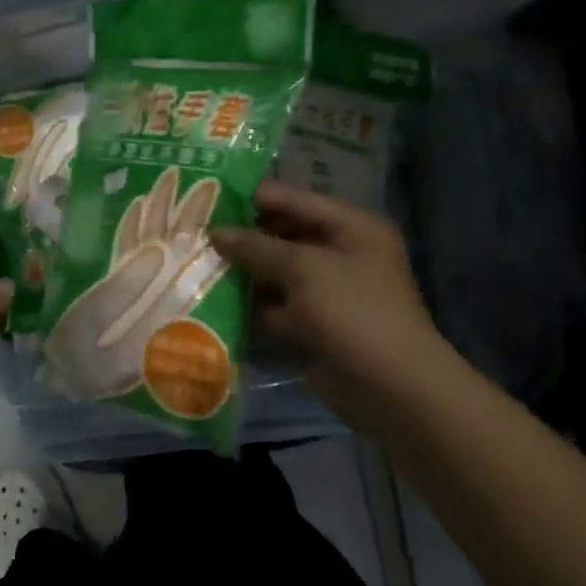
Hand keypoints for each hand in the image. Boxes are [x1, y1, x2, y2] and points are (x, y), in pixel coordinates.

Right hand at [211, 181, 461, 431]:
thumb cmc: (355, 313)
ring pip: (274, 271)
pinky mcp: (312, 322)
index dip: (252, 197)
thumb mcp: (305, 269)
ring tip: (193, 260)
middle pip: (282, 234)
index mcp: (351, 227)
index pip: (294, 199)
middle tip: (194, 231)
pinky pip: (274, 304)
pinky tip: (210, 297)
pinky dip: (249, 303)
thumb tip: (215, 232)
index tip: (206, 196)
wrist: (392, 388)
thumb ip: (258, 247)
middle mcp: (340, 252)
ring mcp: (326, 290)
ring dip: (241, 270)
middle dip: (242, 235)